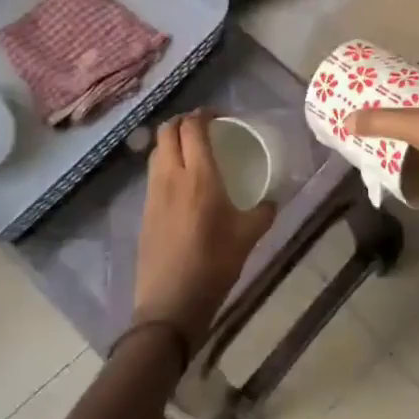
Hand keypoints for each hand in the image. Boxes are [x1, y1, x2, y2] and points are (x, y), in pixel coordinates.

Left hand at [134, 111, 276, 351]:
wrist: (170, 303)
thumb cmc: (214, 265)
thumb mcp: (248, 237)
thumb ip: (263, 213)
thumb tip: (273, 201)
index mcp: (199, 176)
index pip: (192, 128)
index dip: (204, 114)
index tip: (219, 116)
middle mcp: (171, 176)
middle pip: (168, 131)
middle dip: (184, 121)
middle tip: (204, 127)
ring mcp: (153, 193)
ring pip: (156, 151)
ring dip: (171, 141)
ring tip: (192, 149)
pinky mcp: (145, 210)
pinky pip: (153, 173)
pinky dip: (165, 163)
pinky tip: (181, 181)